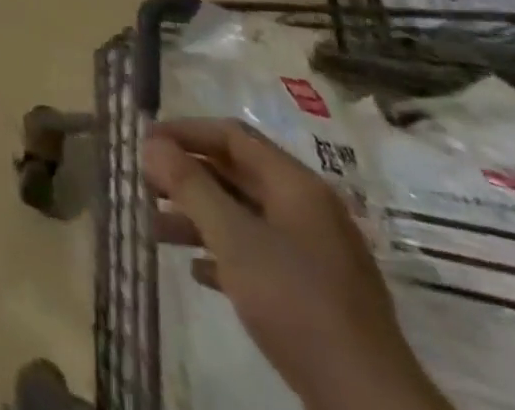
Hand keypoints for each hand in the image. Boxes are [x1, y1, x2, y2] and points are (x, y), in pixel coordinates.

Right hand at [144, 119, 448, 409]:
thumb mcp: (233, 238)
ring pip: (243, 216)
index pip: (231, 136)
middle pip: (236, 173)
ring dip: (198, 216)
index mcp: (296, 186)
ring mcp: (315, 254)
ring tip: (154, 227)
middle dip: (187, 175)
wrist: (371, 405)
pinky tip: (196, 271)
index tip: (144, 143)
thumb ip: (189, 185)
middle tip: (143, 183)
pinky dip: (223, 253)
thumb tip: (151, 143)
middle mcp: (307, 210)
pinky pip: (258, 254)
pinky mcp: (316, 294)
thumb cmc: (296, 303)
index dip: (184, 132)